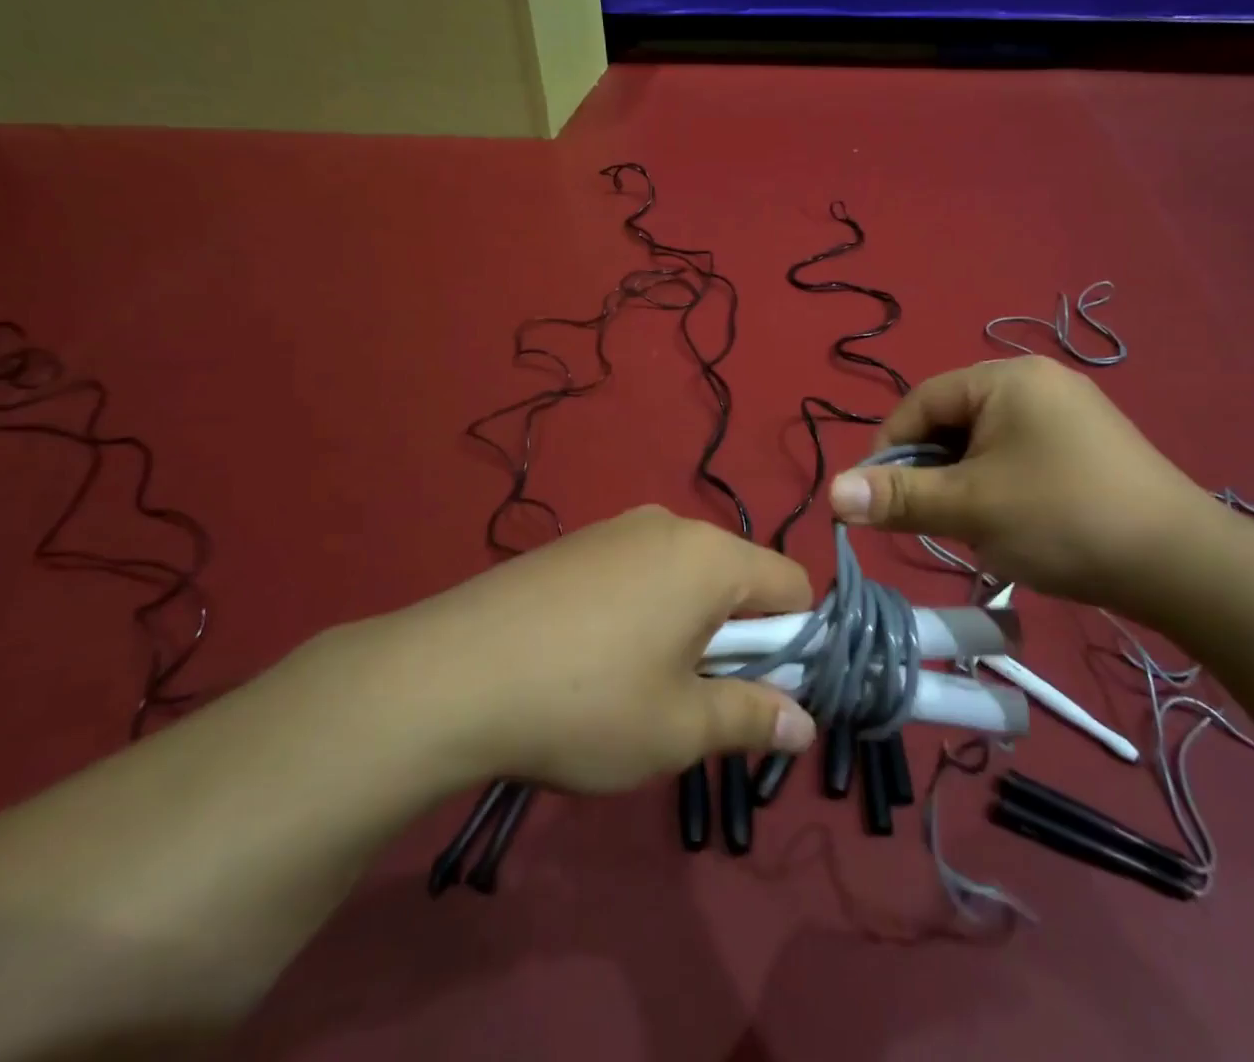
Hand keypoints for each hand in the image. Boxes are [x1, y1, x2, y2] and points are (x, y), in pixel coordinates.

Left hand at [407, 507, 817, 793]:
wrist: (449, 673)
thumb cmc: (585, 702)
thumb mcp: (677, 728)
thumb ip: (751, 719)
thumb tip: (804, 724)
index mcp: (710, 557)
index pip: (792, 585)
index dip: (794, 642)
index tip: (760, 693)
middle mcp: (671, 525)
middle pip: (737, 576)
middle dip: (736, 637)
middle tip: (695, 698)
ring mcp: (617, 528)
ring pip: (685, 575)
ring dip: (687, 625)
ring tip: (638, 683)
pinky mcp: (576, 543)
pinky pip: (638, 571)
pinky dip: (643, 610)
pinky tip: (593, 657)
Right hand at [827, 357, 1220, 613]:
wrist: (1183, 565)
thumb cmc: (1062, 519)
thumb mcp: (969, 507)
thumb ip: (898, 497)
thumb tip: (832, 493)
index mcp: (1006, 378)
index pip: (921, 401)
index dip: (890, 447)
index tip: (877, 497)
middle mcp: (1037, 381)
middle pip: (953, 419)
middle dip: (931, 469)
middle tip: (928, 517)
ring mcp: (1069, 411)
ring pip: (985, 442)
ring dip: (963, 481)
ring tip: (971, 525)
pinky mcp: (1089, 444)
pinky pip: (1019, 454)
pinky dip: (998, 484)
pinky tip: (1011, 522)